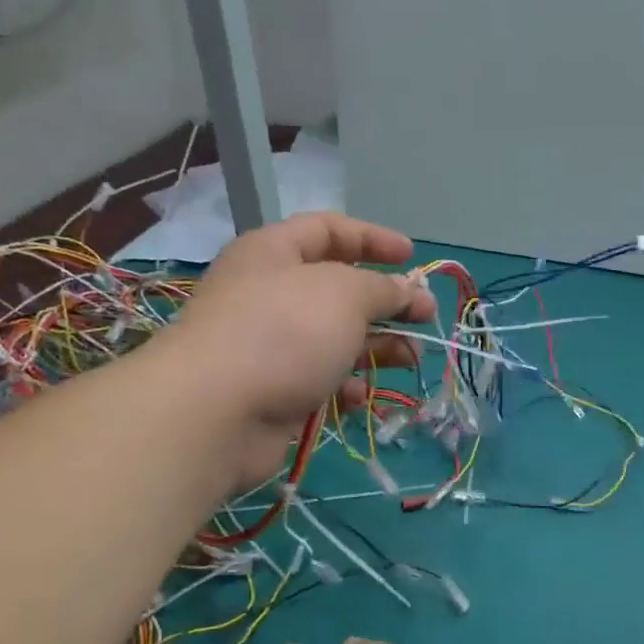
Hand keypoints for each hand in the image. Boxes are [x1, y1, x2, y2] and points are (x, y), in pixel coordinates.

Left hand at [166, 214, 433, 488]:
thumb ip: (382, 288)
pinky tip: (359, 395)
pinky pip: (319, 381)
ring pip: (334, 340)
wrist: (217, 412)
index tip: (413, 258)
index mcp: (275, 252)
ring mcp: (270, 346)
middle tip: (426, 317)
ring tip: (411, 359)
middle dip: (386, 303)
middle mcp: (270, 294)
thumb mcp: (344, 294)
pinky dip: (344, 386)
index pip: (329, 230)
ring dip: (376, 348)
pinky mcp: (274, 391)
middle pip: (338, 290)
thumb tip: (407, 291)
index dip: (373, 239)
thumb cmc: (283, 332)